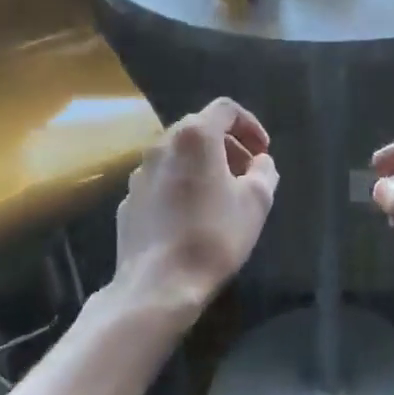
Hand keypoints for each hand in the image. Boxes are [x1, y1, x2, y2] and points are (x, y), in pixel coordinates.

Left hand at [111, 97, 278, 323]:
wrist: (158, 284)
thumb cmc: (214, 236)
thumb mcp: (256, 202)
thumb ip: (264, 171)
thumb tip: (260, 162)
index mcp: (194, 137)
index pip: (225, 109)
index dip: (250, 125)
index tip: (263, 151)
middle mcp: (161, 145)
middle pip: (199, 130)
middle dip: (228, 146)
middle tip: (247, 173)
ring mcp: (140, 173)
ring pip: (178, 155)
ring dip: (203, 165)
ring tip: (222, 195)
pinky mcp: (129, 200)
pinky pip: (161, 181)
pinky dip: (181, 185)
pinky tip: (192, 216)